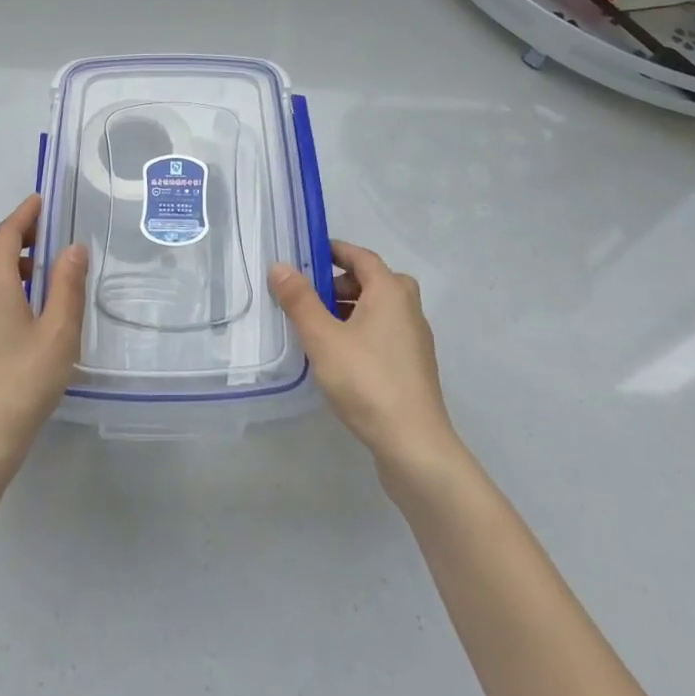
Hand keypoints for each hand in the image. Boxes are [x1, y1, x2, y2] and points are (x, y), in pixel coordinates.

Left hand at [0, 194, 87, 477]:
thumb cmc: (24, 382)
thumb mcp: (59, 332)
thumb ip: (67, 285)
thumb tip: (72, 247)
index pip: (4, 234)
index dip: (23, 215)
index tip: (42, 201)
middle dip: (14, 233)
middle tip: (46, 235)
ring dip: (6, 258)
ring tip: (41, 270)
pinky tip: (24, 305)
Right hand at [270, 241, 461, 478]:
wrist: (414, 444)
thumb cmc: (367, 380)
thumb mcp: (323, 338)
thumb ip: (299, 300)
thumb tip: (279, 266)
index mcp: (391, 291)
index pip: (361, 256)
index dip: (334, 251)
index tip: (306, 255)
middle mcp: (408, 307)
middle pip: (372, 281)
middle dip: (339, 282)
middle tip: (309, 295)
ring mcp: (415, 338)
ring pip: (379, 308)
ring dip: (349, 308)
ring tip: (317, 326)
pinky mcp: (414, 366)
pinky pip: (384, 332)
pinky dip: (361, 330)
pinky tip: (339, 355)